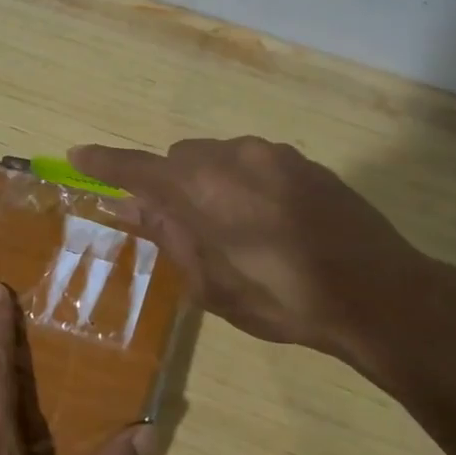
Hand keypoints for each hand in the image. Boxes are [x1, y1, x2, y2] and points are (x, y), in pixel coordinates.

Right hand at [70, 136, 455, 394]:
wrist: (378, 293)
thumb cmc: (283, 300)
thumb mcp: (213, 285)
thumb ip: (171, 237)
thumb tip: (134, 208)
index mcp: (202, 190)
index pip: (137, 169)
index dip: (104, 164)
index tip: (77, 155)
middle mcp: (233, 157)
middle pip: (179, 159)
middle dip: (168, 184)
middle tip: (176, 226)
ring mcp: (273, 155)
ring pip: (217, 157)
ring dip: (206, 183)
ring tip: (228, 230)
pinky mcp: (303, 162)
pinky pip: (252, 162)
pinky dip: (239, 182)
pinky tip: (265, 221)